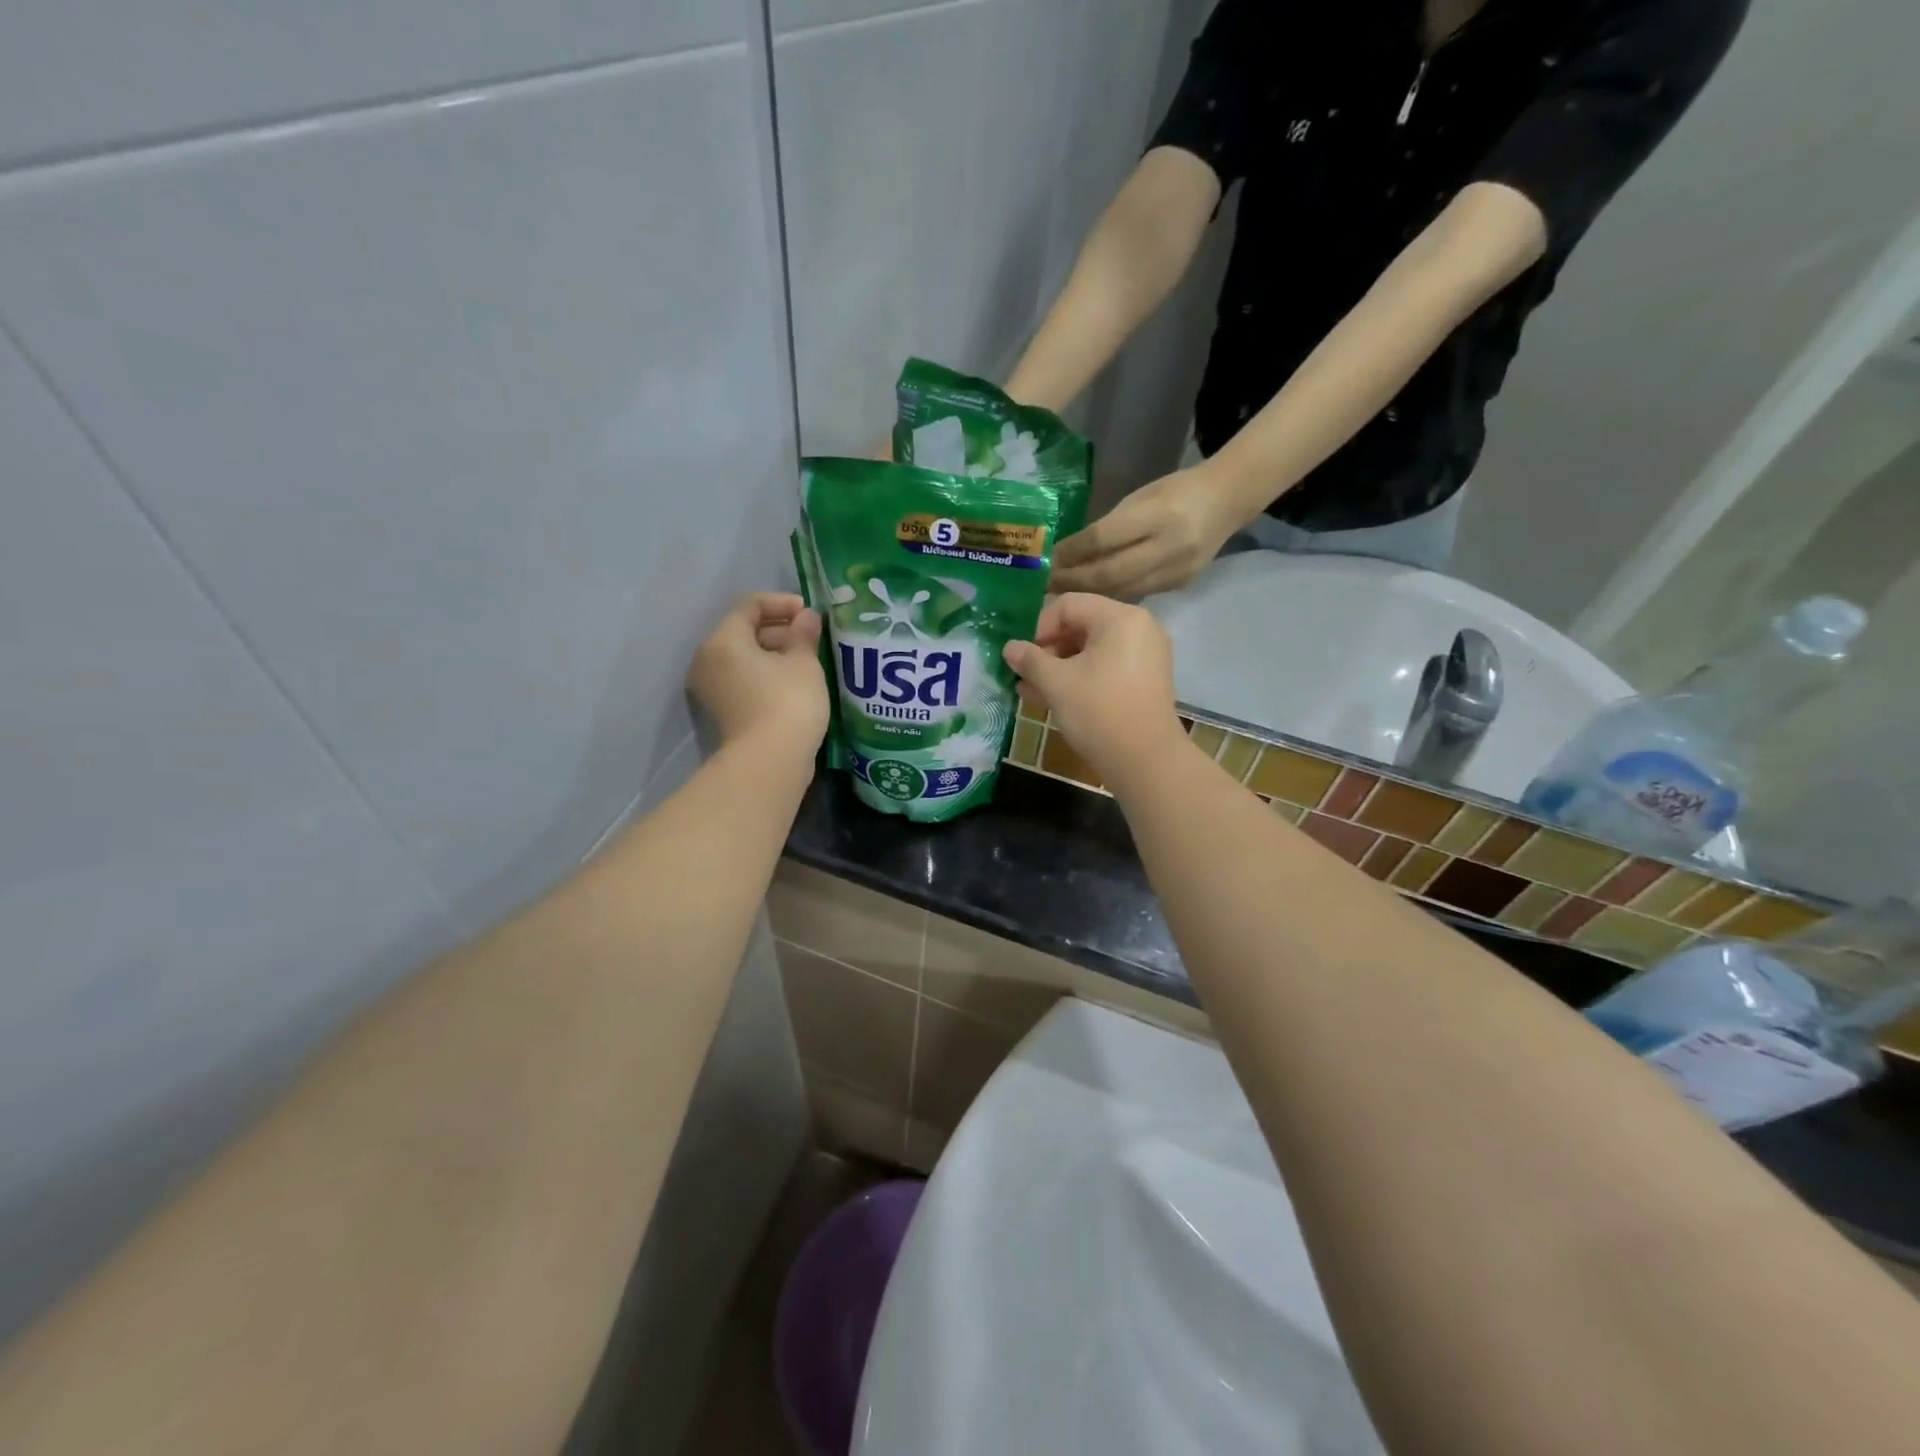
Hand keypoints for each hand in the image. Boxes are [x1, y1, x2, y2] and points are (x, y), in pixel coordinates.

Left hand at [687, 593, 828, 750]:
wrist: (769, 763)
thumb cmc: (788, 702)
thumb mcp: (804, 663)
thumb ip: (804, 634)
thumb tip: (806, 617)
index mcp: (723, 640)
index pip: (749, 605)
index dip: (782, 602)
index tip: (810, 614)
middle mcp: (708, 660)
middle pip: (743, 631)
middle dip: (779, 630)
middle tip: (811, 639)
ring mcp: (711, 689)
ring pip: (743, 659)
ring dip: (774, 655)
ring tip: (807, 662)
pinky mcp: (721, 713)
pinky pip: (743, 681)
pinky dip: (766, 676)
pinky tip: (794, 685)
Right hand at [1002, 594, 1183, 785]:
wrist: (1145, 761)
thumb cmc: (1098, 712)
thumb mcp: (1056, 683)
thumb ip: (1030, 660)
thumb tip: (1009, 647)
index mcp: (1119, 618)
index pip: (1068, 605)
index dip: (1039, 627)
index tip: (1024, 656)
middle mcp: (1138, 628)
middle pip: (1082, 625)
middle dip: (1048, 649)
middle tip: (1025, 674)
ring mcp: (1146, 655)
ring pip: (1092, 650)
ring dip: (1060, 667)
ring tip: (1032, 690)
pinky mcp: (1146, 680)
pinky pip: (1107, 667)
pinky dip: (1082, 677)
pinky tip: (1055, 699)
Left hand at [1051, 464, 1239, 598]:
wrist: (1228, 501)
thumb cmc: (1177, 491)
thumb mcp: (1140, 498)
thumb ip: (1109, 527)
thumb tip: (1069, 553)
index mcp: (1158, 514)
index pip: (1103, 539)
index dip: (1072, 552)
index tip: (1048, 559)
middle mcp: (1169, 546)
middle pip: (1110, 572)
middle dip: (1073, 580)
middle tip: (1046, 584)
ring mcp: (1177, 570)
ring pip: (1121, 590)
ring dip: (1088, 594)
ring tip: (1061, 595)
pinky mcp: (1180, 586)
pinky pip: (1137, 595)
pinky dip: (1111, 597)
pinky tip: (1092, 598)